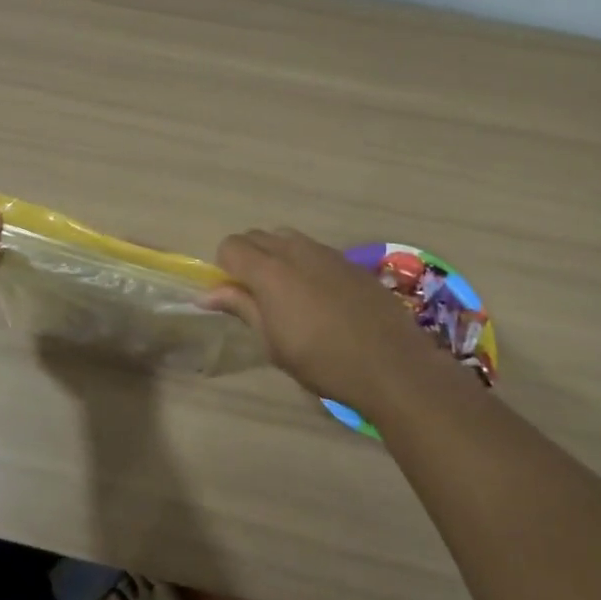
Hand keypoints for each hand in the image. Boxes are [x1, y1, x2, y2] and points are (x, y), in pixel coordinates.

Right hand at [205, 229, 450, 415]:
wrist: (391, 363)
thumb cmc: (322, 360)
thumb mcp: (273, 342)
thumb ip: (242, 308)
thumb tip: (209, 294)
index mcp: (270, 270)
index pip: (230, 246)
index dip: (225, 268)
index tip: (234, 296)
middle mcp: (295, 250)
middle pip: (257, 236)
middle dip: (248, 258)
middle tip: (256, 296)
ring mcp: (326, 252)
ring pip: (287, 239)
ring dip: (276, 257)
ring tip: (288, 295)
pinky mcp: (350, 261)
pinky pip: (314, 251)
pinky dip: (305, 264)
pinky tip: (320, 298)